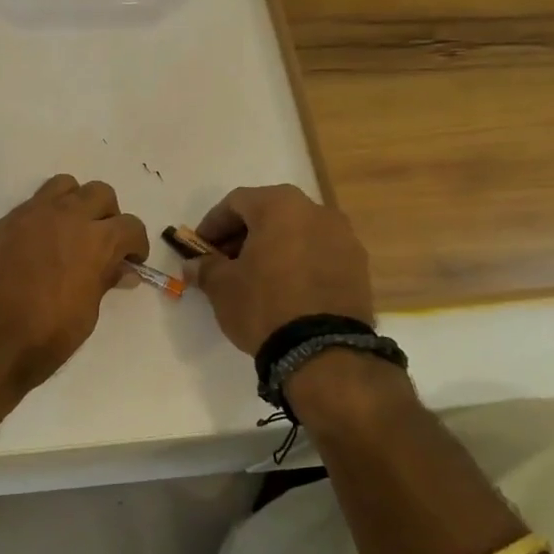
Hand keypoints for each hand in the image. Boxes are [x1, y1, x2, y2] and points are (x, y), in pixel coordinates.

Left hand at [0, 175, 149, 396]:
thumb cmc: (43, 338)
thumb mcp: (86, 315)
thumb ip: (103, 282)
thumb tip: (121, 270)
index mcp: (94, 240)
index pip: (130, 225)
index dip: (136, 244)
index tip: (131, 261)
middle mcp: (64, 216)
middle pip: (99, 193)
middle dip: (108, 215)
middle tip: (102, 243)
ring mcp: (28, 215)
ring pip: (62, 186)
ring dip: (74, 204)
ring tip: (69, 234)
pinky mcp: (0, 224)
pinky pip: (29, 208)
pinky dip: (40, 220)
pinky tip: (33, 250)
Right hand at [192, 184, 374, 355]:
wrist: (323, 350)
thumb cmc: (264, 305)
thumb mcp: (222, 286)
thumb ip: (206, 267)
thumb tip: (195, 264)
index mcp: (280, 206)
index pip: (236, 202)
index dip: (213, 223)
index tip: (199, 247)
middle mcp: (317, 211)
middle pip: (270, 213)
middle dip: (243, 234)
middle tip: (225, 261)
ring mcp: (344, 237)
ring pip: (297, 232)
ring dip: (273, 247)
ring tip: (256, 277)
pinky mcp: (359, 266)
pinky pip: (319, 253)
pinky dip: (298, 262)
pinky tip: (285, 288)